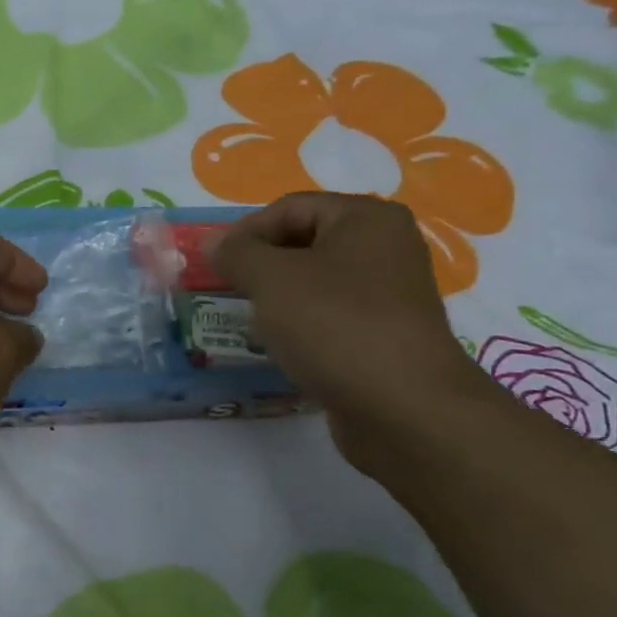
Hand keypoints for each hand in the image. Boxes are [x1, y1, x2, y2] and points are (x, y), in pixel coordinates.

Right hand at [213, 193, 492, 472]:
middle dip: (259, 266)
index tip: (213, 266)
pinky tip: (281, 348)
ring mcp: (389, 295)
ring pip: (314, 283)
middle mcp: (385, 248)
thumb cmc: (335, 326)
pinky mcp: (383, 335)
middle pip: (303, 242)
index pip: (289, 208)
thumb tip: (213, 243)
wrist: (403, 409)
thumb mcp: (271, 279)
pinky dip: (300, 326)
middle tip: (227, 292)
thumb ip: (236, 253)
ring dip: (276, 299)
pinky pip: (329, 317)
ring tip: (249, 322)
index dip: (245, 232)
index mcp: (366, 218)